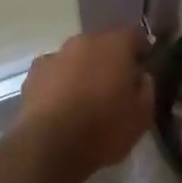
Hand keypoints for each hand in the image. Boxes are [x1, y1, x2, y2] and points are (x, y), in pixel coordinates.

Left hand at [18, 25, 153, 181]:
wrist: (49, 147)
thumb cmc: (103, 130)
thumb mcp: (142, 116)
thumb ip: (147, 88)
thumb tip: (141, 76)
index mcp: (115, 45)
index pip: (135, 34)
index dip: (141, 50)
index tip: (143, 69)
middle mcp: (85, 41)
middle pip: (103, 43)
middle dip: (110, 60)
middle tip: (114, 86)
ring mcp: (56, 54)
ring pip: (77, 56)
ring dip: (83, 69)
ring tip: (85, 98)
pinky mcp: (34, 73)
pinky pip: (54, 71)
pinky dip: (60, 81)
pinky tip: (61, 104)